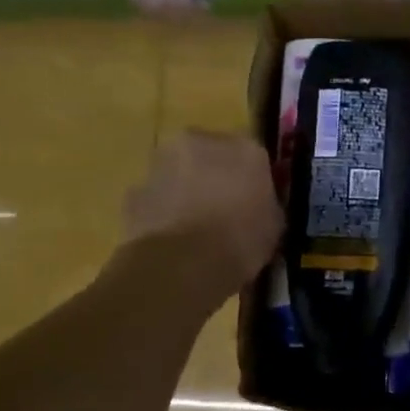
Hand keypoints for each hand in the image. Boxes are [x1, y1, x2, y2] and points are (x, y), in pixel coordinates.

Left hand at [121, 131, 281, 295]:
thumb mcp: (275, 226)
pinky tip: (174, 240)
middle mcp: (201, 143)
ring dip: (188, 190)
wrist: (179, 267)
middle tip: (225, 211)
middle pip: (212, 155)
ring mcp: (161, 164)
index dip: (254, 179)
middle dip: (217, 176)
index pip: (254, 155)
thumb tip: (261, 207)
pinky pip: (157, 197)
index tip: (255, 201)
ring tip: (197, 229)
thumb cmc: (240, 242)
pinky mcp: (134, 191)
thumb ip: (267, 205)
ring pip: (181, 172)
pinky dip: (164, 212)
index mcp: (245, 149)